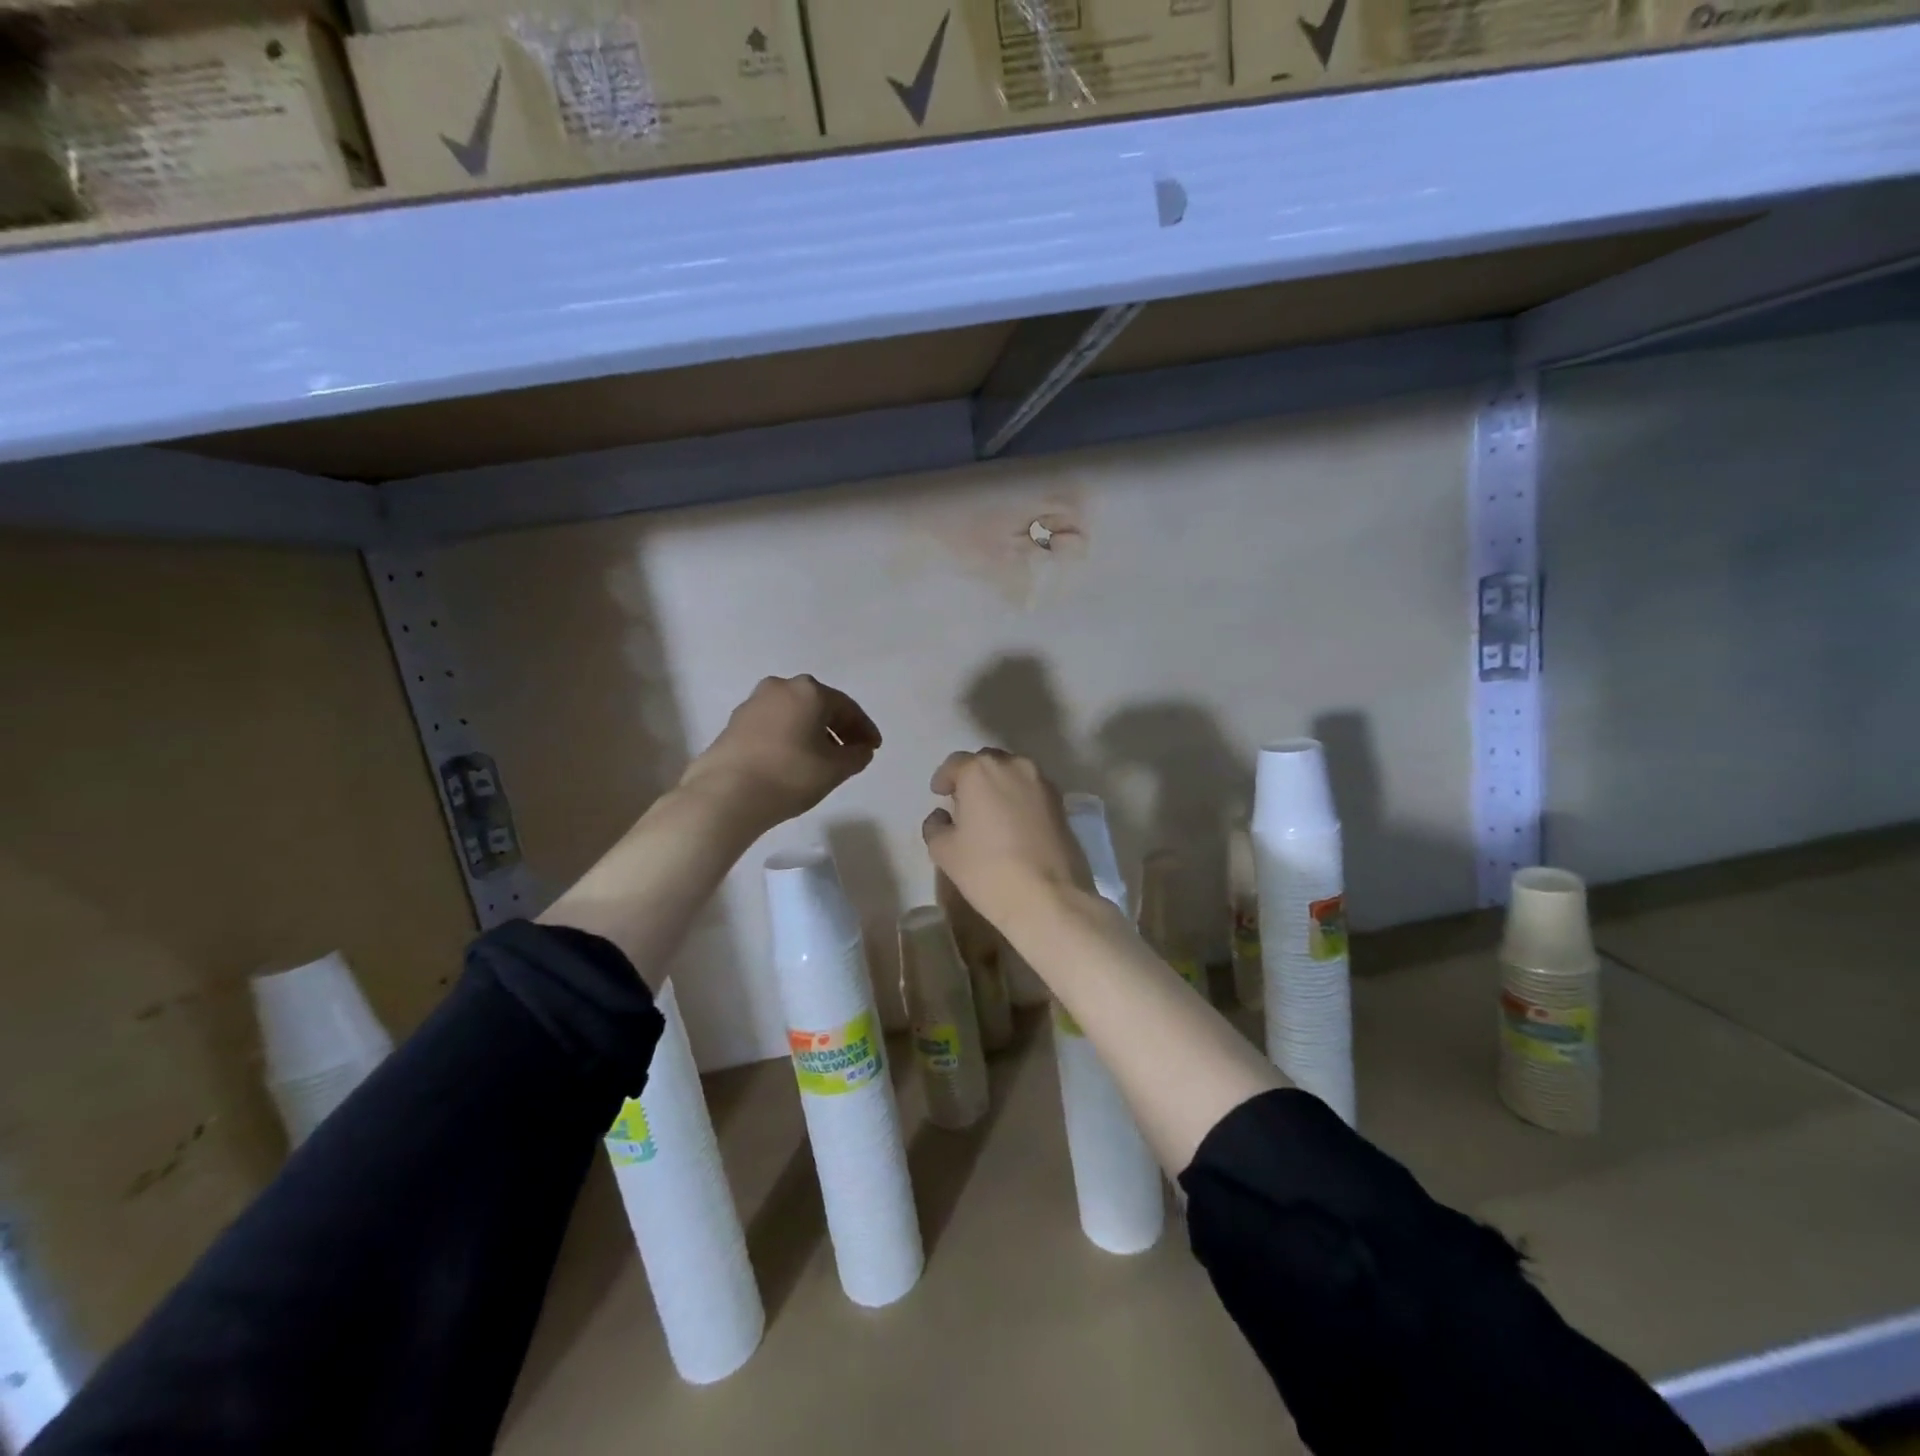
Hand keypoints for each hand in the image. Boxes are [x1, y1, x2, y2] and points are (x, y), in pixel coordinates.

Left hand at [680, 676, 880, 832]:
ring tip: (823, 758)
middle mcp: (781, 688)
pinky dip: (790, 738)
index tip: (873, 749)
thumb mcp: (835, 769)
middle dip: (838, 728)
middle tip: (852, 751)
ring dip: (812, 732)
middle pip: (819, 706)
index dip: (864, 729)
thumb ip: (856, 756)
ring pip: (794, 714)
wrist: (725, 794)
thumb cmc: (789, 775)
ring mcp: (753, 704)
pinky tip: (794, 760)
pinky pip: (774, 725)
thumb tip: (861, 750)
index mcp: (809, 691)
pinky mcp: (734, 724)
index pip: (847, 708)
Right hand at [921, 749, 1091, 931]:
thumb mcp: (944, 851)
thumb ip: (936, 826)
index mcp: (980, 771)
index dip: (944, 778)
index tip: (939, 794)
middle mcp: (1014, 766)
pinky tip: (1014, 825)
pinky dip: (1020, 800)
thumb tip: (942, 817)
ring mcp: (1043, 783)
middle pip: (987, 763)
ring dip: (999, 787)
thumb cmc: (988, 870)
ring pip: (1014, 775)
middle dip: (973, 778)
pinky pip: (1033, 792)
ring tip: (990, 813)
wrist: (1049, 897)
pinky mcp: (1062, 804)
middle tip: (964, 803)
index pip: (956, 763)